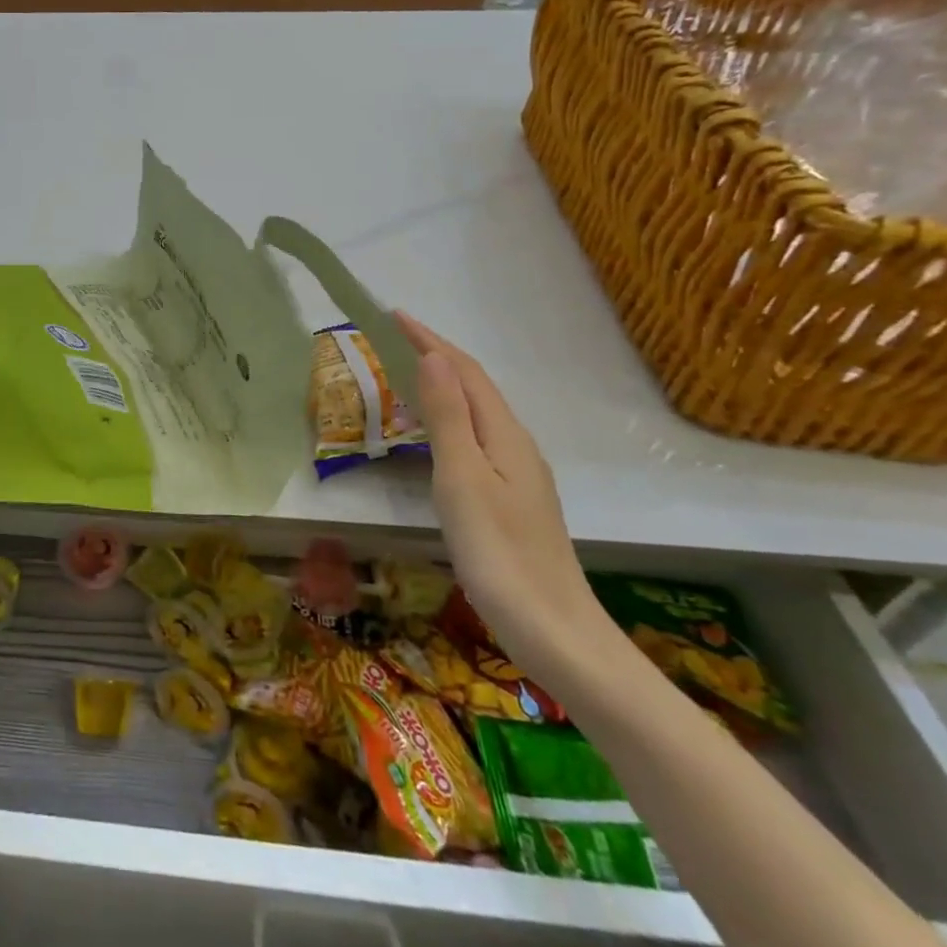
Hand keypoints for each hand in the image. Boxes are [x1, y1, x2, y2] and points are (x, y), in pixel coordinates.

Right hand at [394, 311, 613, 685]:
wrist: (554, 631)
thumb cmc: (499, 552)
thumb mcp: (462, 479)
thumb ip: (447, 417)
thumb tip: (432, 356)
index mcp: (505, 435)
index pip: (465, 372)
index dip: (430, 340)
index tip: (394, 315)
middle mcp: (516, 446)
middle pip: (475, 387)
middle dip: (436, 356)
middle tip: (392, 340)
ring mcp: (519, 475)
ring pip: (477, 413)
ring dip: (442, 386)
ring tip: (405, 376)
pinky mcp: (512, 500)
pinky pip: (477, 438)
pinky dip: (449, 419)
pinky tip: (434, 436)